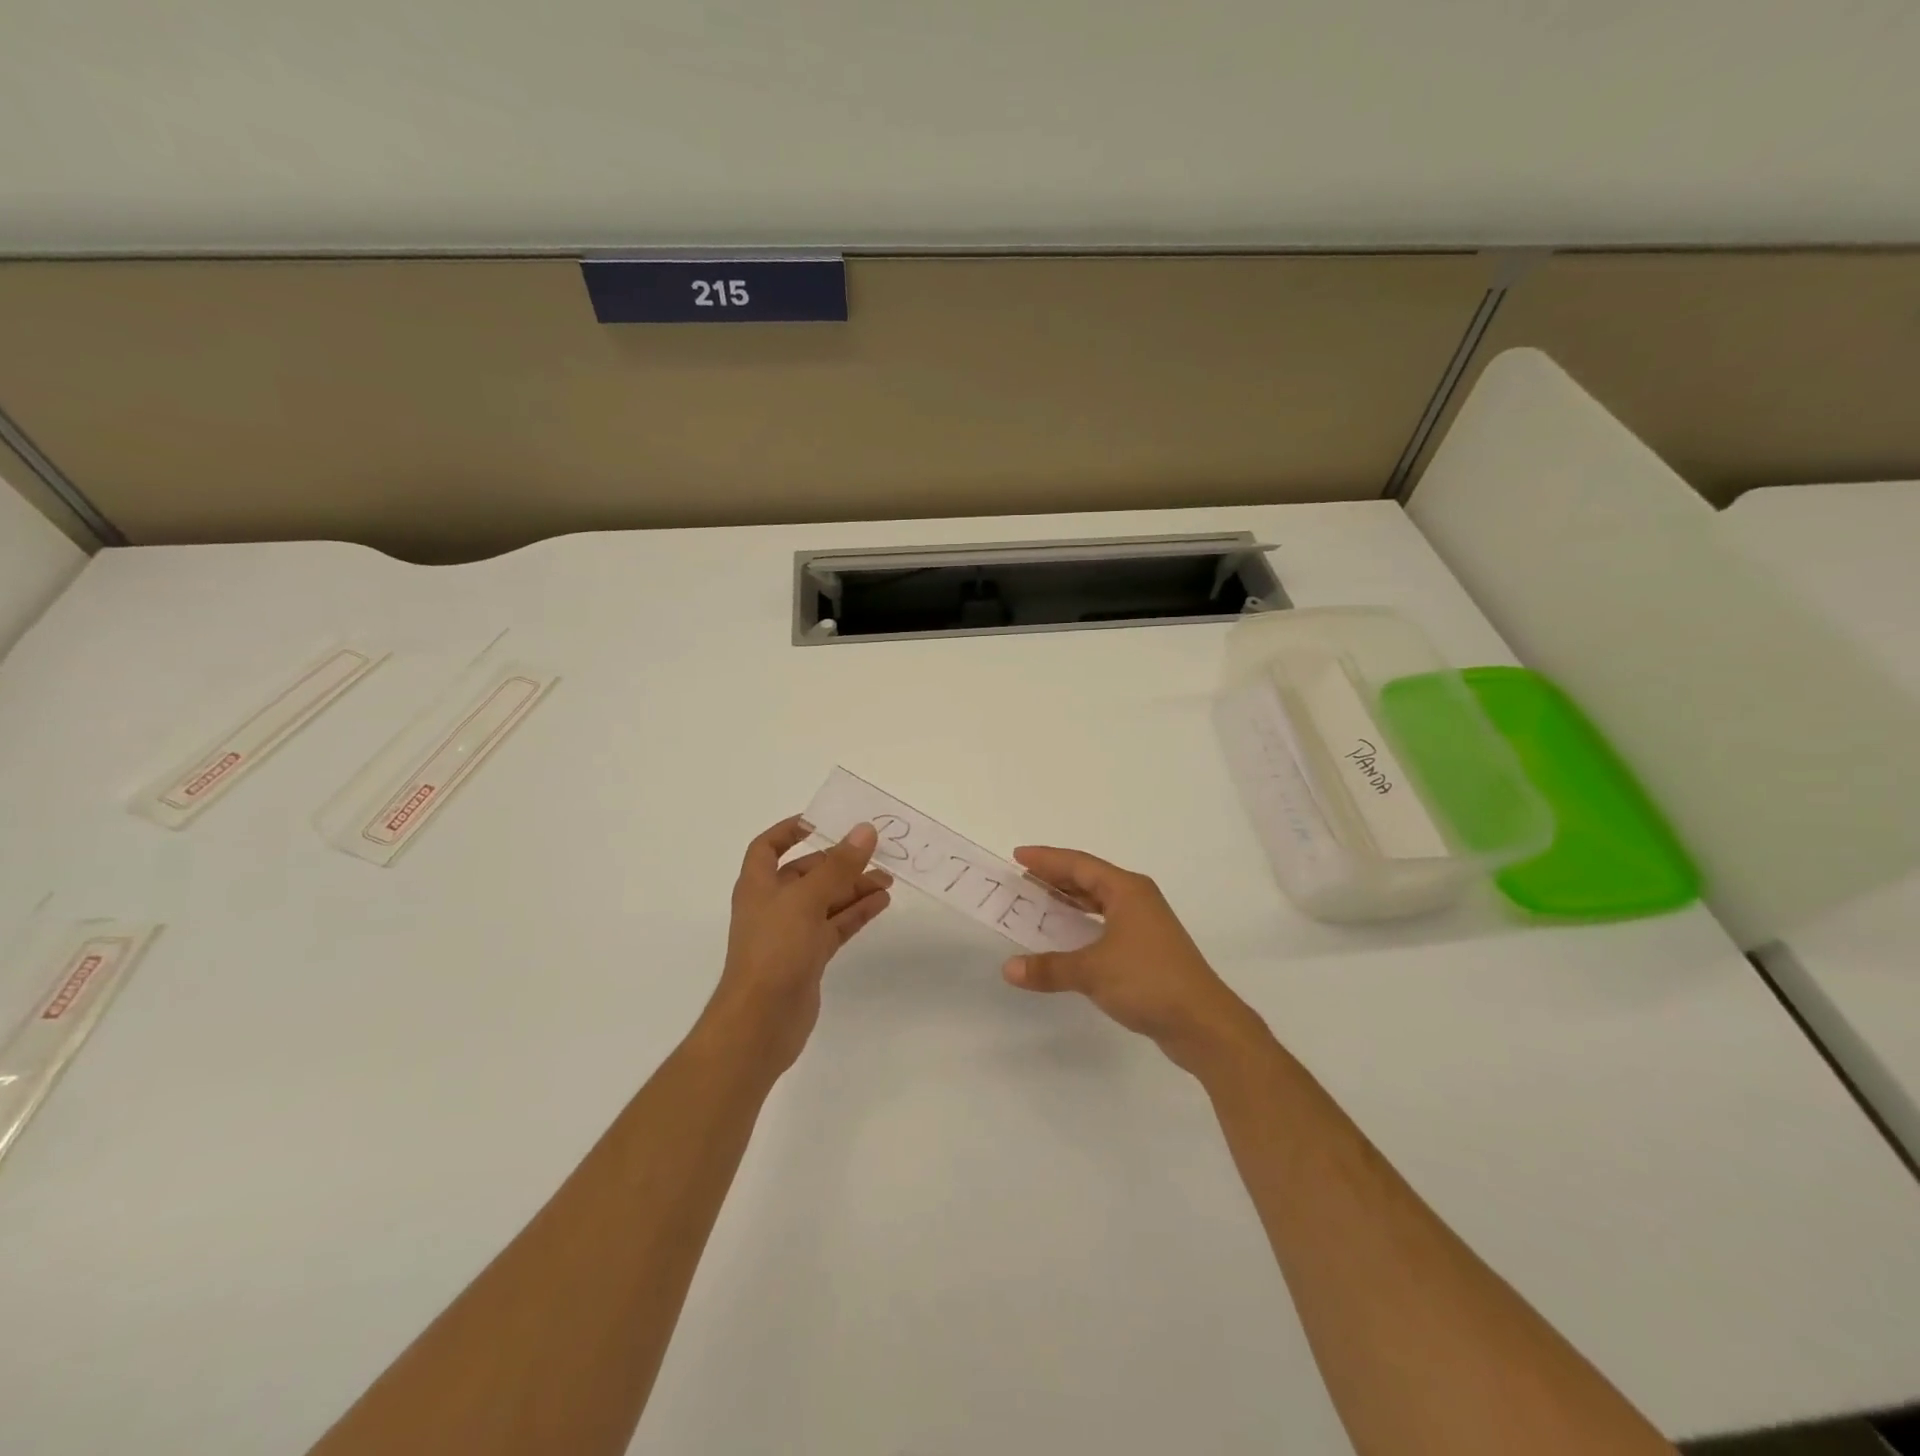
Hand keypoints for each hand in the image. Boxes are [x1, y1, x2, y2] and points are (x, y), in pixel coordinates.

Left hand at [702, 817, 891, 1074]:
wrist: (761, 1022)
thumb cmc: (774, 950)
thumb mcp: (807, 900)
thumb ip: (838, 866)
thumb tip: (865, 830)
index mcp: (758, 885)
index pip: (767, 847)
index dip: (790, 830)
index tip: (822, 821)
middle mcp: (773, 905)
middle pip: (806, 873)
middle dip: (838, 862)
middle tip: (875, 853)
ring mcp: (791, 933)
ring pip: (826, 901)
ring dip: (854, 887)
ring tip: (888, 879)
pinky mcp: (808, 958)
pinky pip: (835, 926)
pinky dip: (856, 913)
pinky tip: (881, 903)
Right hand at [1002, 846, 1267, 1075]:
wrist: (1203, 1023)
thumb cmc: (1148, 981)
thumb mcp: (1092, 971)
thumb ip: (1049, 967)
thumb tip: (1009, 969)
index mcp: (1126, 890)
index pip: (1079, 864)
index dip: (1046, 859)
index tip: (1017, 856)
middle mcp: (1137, 899)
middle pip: (1089, 879)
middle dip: (1055, 878)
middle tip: (1022, 880)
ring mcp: (1146, 925)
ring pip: (1100, 902)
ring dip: (1070, 901)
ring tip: (1039, 903)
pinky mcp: (1148, 950)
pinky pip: (1106, 924)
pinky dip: (1083, 924)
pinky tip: (1068, 937)